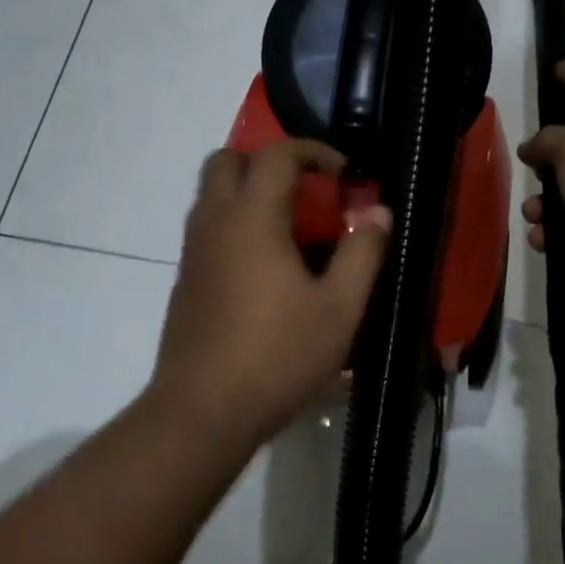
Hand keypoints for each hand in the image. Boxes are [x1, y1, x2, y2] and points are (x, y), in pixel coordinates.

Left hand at [152, 140, 389, 448]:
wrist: (203, 411)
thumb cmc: (278, 356)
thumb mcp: (339, 309)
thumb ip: (363, 254)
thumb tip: (378, 212)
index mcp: (252, 219)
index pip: (277, 155)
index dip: (315, 152)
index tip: (345, 175)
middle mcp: (214, 224)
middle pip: (227, 161)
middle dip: (269, 162)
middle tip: (308, 192)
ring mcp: (193, 253)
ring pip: (212, 196)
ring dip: (250, 194)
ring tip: (294, 232)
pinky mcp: (186, 282)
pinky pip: (209, 230)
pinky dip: (237, 226)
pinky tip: (269, 270)